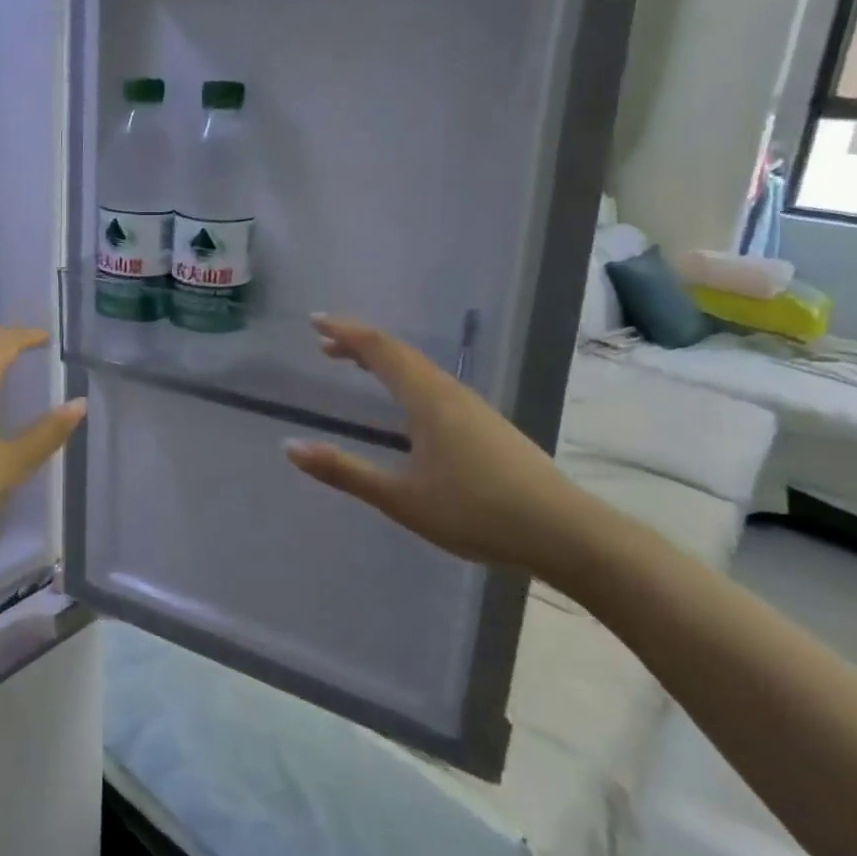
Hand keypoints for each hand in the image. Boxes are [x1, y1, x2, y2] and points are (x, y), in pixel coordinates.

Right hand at [283, 315, 608, 577]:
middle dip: (359, 343)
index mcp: (427, 398)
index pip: (379, 349)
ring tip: (356, 365)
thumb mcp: (401, 498)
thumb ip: (345, 471)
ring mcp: (473, 407)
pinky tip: (405, 403)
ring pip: (420, 368)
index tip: (314, 322)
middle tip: (325, 344)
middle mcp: (450, 392)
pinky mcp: (487, 425)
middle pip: (400, 352)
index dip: (345, 331)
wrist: (566, 533)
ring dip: (383, 360)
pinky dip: (404, 377)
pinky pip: (434, 384)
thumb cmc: (476, 511)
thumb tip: (290, 447)